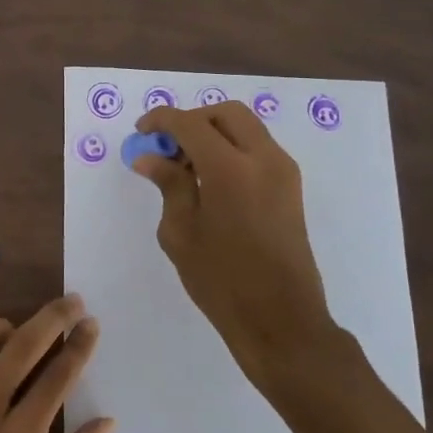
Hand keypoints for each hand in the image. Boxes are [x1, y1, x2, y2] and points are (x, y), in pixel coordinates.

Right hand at [132, 101, 365, 394]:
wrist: (281, 319)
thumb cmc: (222, 280)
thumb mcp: (181, 232)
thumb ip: (168, 185)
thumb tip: (150, 157)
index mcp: (230, 169)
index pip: (190, 123)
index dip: (162, 120)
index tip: (141, 131)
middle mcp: (263, 158)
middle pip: (226, 113)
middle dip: (192, 120)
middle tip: (167, 147)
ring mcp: (283, 171)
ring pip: (245, 128)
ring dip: (213, 133)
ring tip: (185, 167)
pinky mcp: (291, 187)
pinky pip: (257, 149)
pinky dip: (231, 149)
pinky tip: (210, 181)